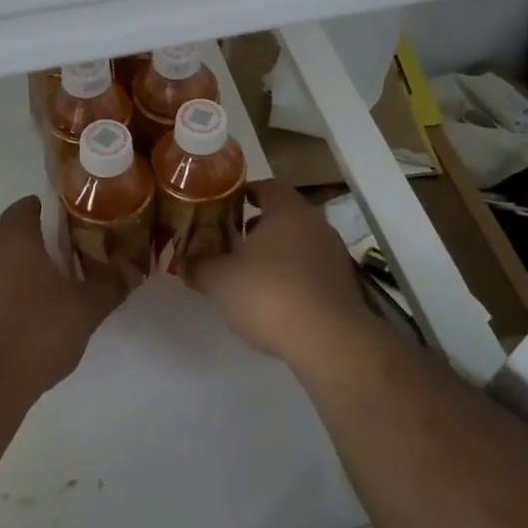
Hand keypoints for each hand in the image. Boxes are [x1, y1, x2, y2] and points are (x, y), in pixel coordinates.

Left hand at [0, 196, 126, 403]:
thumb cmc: (33, 333)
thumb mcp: (84, 311)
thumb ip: (110, 285)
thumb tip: (135, 268)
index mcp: (13, 235)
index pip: (29, 206)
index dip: (52, 213)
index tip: (74, 231)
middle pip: (10, 232)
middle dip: (35, 243)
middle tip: (65, 263)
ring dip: (15, 272)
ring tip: (45, 296)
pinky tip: (18, 323)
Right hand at [186, 180, 368, 365]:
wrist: (330, 341)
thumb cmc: (270, 295)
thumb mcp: (220, 281)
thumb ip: (199, 266)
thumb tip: (182, 261)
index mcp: (287, 211)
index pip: (268, 186)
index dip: (247, 192)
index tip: (228, 205)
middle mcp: (316, 224)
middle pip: (286, 214)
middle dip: (260, 224)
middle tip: (234, 239)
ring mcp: (335, 254)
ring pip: (301, 242)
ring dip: (279, 251)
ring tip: (253, 272)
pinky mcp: (345, 284)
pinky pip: (314, 268)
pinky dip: (295, 275)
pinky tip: (278, 298)